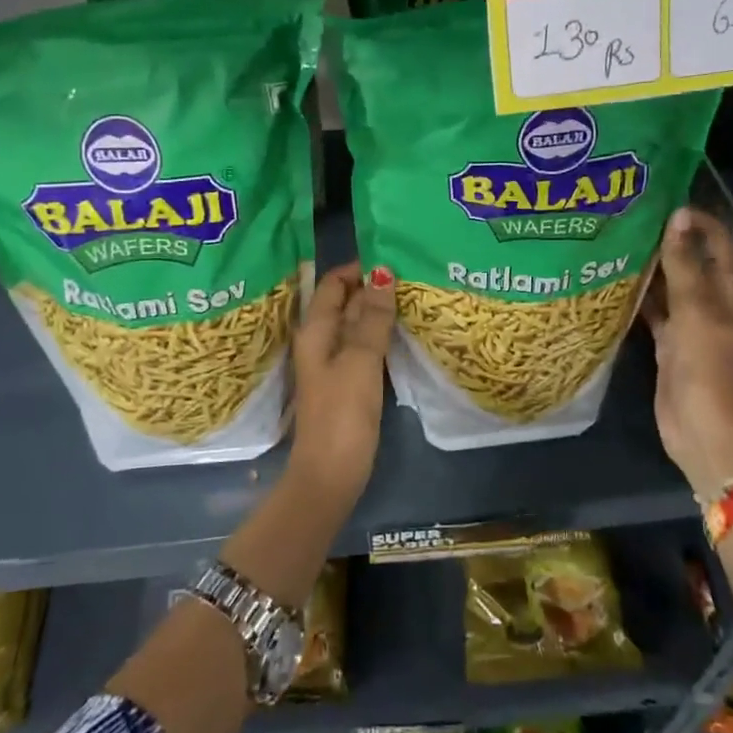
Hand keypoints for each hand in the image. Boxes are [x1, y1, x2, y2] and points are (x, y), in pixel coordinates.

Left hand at [289, 261, 395, 500]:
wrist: (331, 475)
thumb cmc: (342, 414)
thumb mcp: (360, 361)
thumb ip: (372, 318)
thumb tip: (383, 273)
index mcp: (316, 331)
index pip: (334, 283)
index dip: (359, 268)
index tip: (395, 257)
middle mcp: (321, 341)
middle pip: (346, 302)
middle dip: (375, 287)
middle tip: (414, 274)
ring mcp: (335, 363)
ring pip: (357, 325)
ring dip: (381, 310)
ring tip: (416, 296)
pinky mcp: (349, 382)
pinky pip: (365, 347)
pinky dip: (382, 334)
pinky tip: (406, 332)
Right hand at [641, 208, 732, 499]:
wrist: (706, 435)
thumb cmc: (708, 371)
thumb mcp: (697, 313)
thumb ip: (685, 266)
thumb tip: (678, 215)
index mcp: (727, 292)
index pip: (717, 242)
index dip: (697, 219)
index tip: (661, 200)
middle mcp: (709, 302)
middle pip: (690, 260)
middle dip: (666, 238)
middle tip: (626, 215)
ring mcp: (687, 324)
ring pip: (667, 285)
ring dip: (648, 266)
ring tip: (612, 240)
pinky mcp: (667, 345)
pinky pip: (651, 311)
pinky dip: (635, 297)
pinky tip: (608, 283)